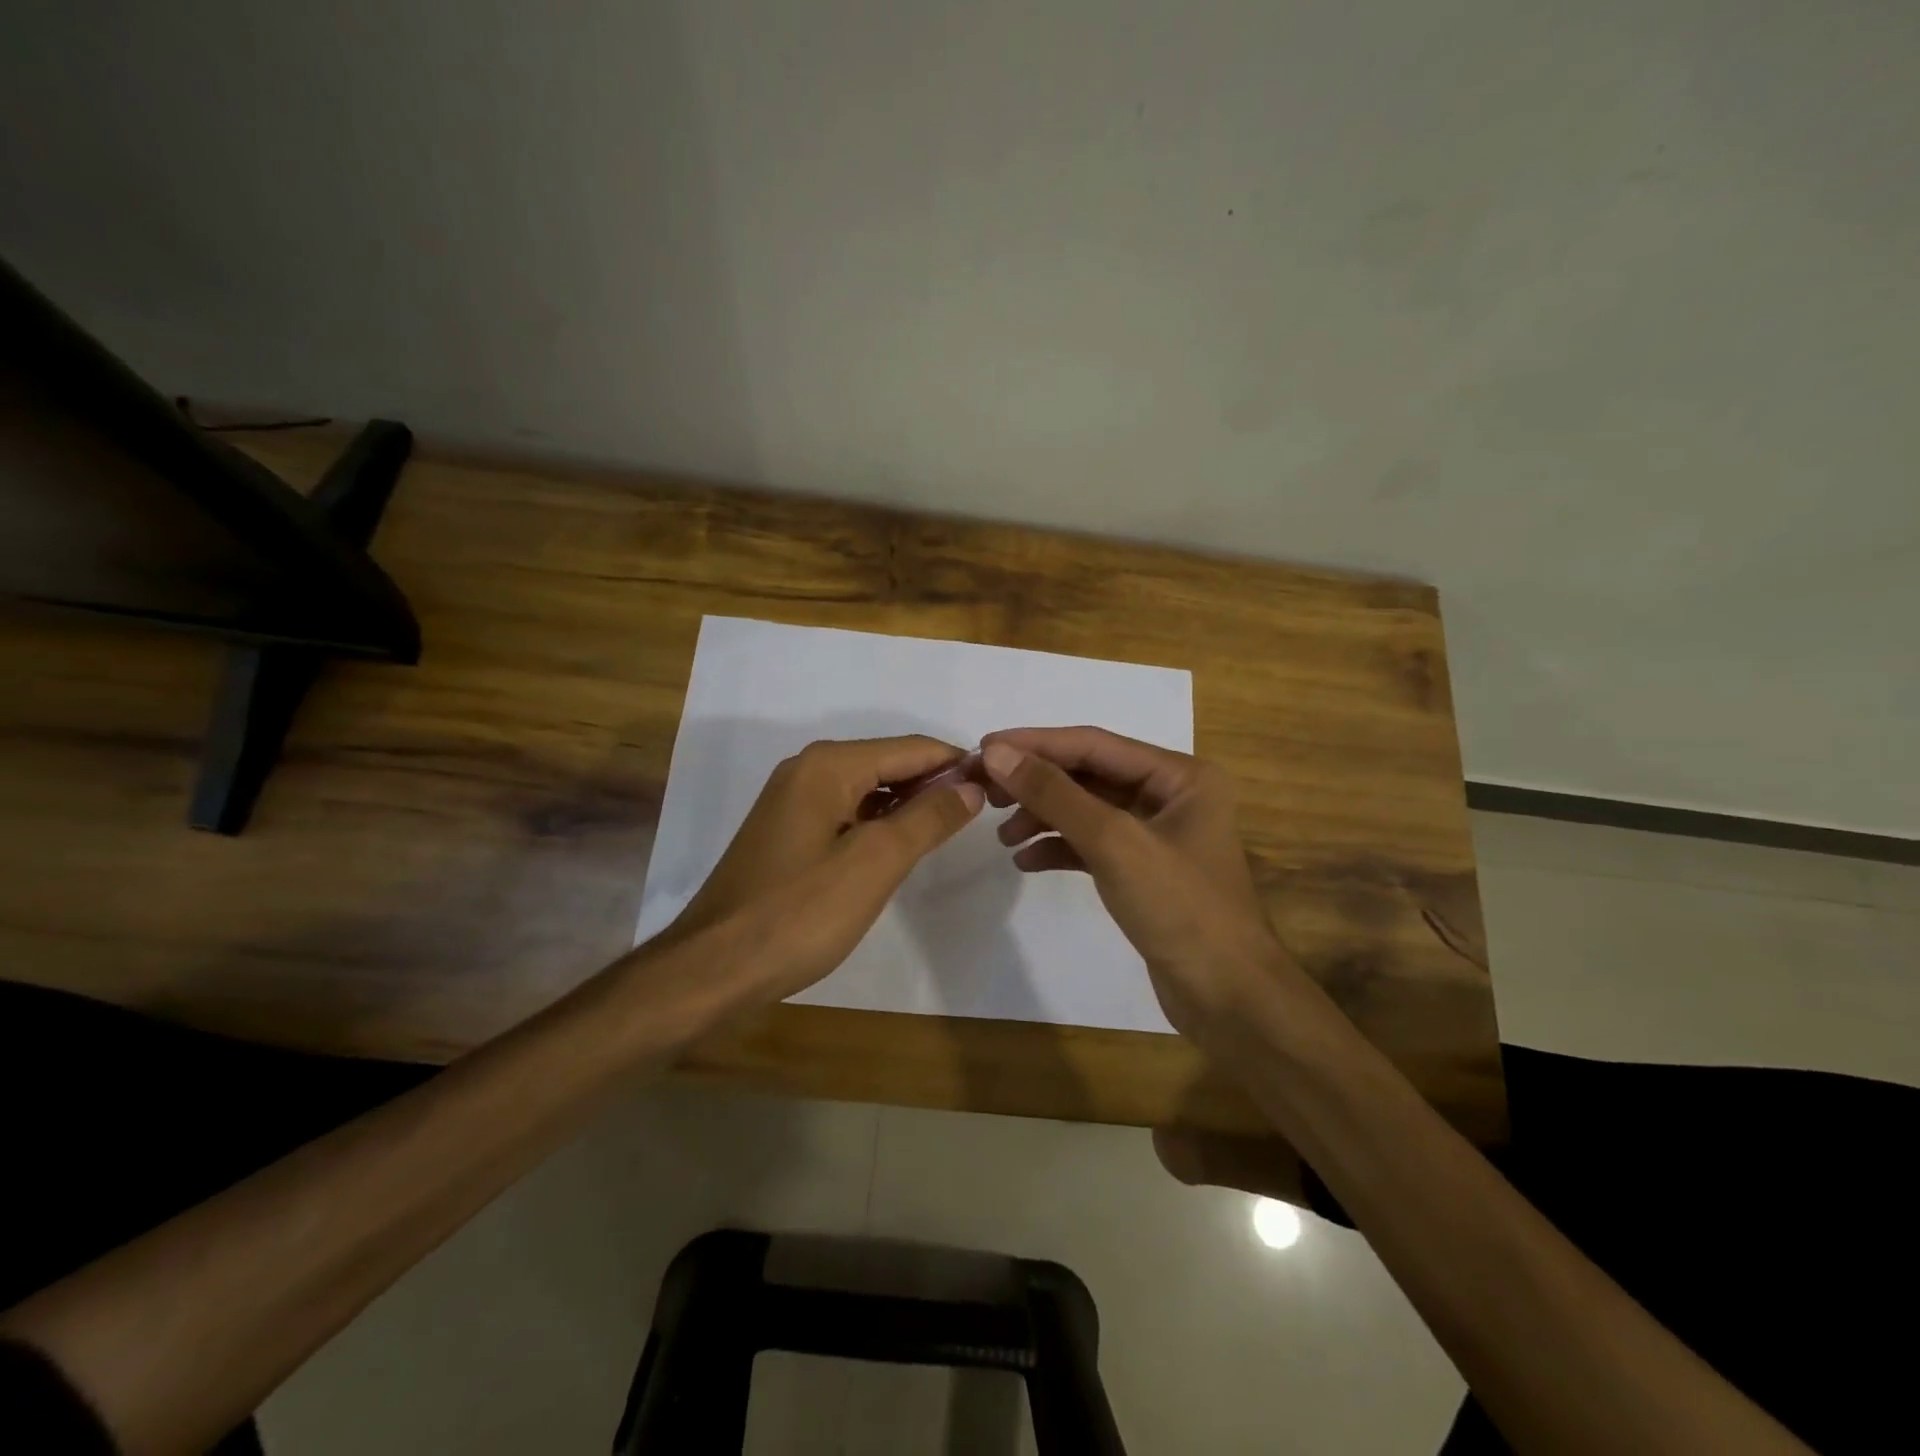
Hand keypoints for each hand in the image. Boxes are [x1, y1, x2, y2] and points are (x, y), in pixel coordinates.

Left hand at [660, 736, 983, 1004]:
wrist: (714, 967)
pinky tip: (902, 845)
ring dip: (909, 804)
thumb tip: (972, 785)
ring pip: (869, 789)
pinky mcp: (788, 832)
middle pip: (889, 763)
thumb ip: (928, 818)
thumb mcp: (876, 862)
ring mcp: (793, 801)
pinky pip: (847, 812)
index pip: (911, 748)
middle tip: (983, 812)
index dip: (957, 763)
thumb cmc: (800, 912)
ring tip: (952, 828)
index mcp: (829, 765)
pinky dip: (879, 822)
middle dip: (935, 783)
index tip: (1000, 785)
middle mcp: (808, 769)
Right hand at [978, 727, 1294, 1050]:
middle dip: (1036, 782)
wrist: (1228, 998)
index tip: (983, 749)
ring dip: (1043, 817)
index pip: (1094, 744)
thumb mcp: (1113, 842)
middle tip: (984, 791)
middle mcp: (1170, 795)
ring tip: (1003, 835)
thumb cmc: (1179, 908)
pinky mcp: (1143, 870)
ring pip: (1087, 810)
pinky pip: (1092, 844)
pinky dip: (1059, 848)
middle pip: (1088, 775)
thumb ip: (1055, 794)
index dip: (1036, 744)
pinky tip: (1026, 861)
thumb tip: (997, 753)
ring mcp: (1157, 834)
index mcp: (1179, 775)